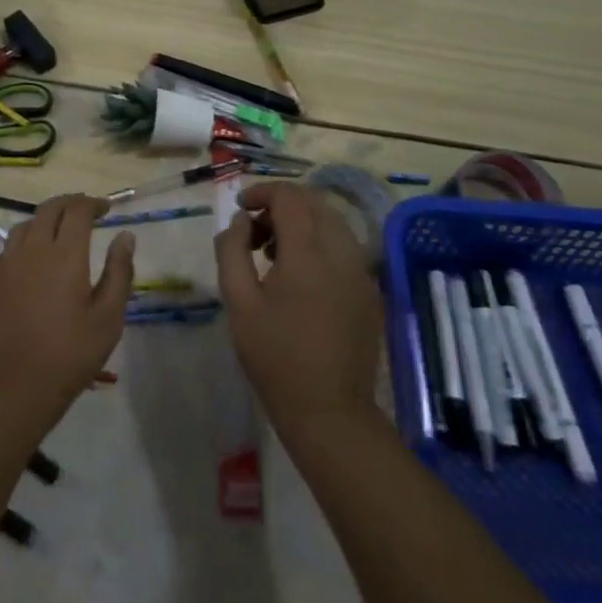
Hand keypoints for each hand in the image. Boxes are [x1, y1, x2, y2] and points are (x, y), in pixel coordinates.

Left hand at [0, 195, 133, 416]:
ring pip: (25, 225)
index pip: (78, 210)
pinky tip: (32, 259)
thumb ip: (119, 271)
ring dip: (45, 220)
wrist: (16, 385)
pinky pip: (8, 248)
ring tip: (59, 231)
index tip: (107, 208)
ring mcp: (8, 264)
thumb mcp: (108, 317)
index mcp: (65, 254)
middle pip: (49, 209)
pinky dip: (25, 242)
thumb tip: (125, 236)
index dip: (93, 203)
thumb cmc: (71, 353)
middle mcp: (33, 249)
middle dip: (70, 203)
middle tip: (86, 211)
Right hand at [215, 183, 382, 430]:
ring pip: (332, 223)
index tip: (241, 209)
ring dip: (301, 223)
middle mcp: (342, 252)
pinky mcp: (369, 290)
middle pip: (314, 203)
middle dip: (281, 205)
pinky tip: (300, 275)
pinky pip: (344, 247)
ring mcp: (361, 271)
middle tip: (254, 231)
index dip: (262, 193)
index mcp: (308, 253)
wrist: (329, 410)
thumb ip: (232, 252)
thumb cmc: (275, 357)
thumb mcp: (239, 303)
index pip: (290, 197)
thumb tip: (239, 222)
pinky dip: (319, 242)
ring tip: (272, 252)